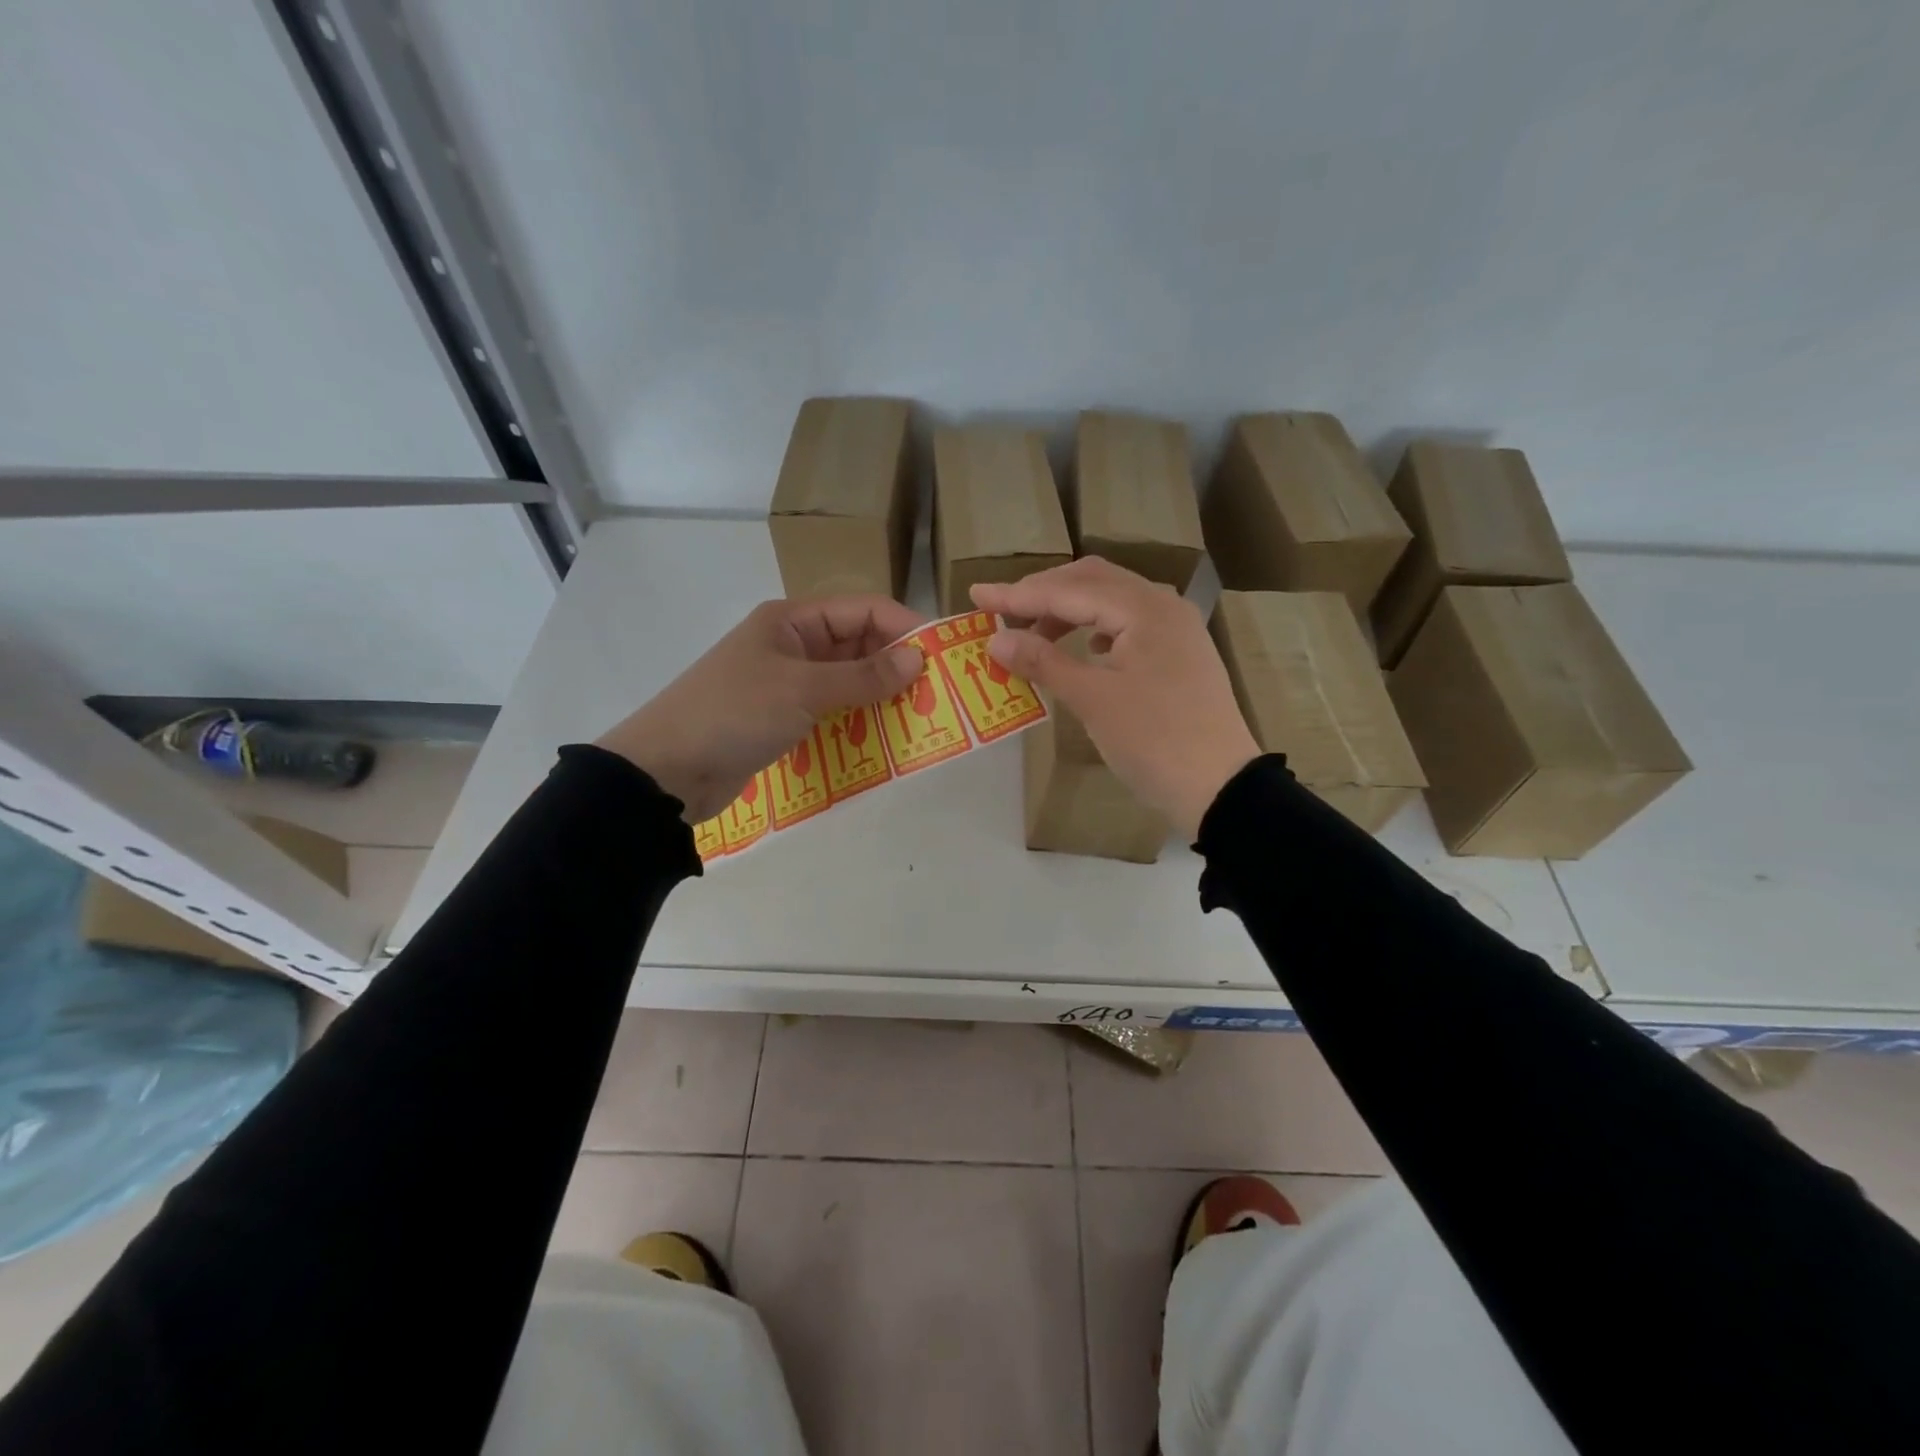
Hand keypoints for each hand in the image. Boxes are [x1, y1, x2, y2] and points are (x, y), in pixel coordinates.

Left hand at [596, 596, 926, 822]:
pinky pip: (833, 709)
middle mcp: (793, 644)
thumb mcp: (802, 690)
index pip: (863, 610)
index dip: (904, 628)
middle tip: (937, 693)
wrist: (666, 771)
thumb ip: (863, 676)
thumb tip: (918, 659)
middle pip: (859, 644)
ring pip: (848, 679)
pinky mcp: (784, 718)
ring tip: (920, 716)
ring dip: (880, 695)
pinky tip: (884, 736)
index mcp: (793, 619)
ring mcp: (788, 682)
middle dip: (897, 665)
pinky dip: (857, 718)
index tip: (942, 657)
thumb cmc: (734, 714)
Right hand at [972, 559, 1259, 837]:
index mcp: (1144, 609)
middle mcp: (1163, 606)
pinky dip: (1096, 628)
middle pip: (1093, 581)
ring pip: (1112, 601)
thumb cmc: (1155, 741)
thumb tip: (996, 640)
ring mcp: (1175, 629)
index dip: (1018, 594)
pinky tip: (1083, 648)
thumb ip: (1043, 662)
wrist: (1221, 788)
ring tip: (1035, 636)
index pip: (1069, 590)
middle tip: (1002, 610)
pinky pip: (1128, 624)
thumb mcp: (1093, 700)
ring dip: (1069, 610)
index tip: (976, 594)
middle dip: (1044, 593)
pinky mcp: (1179, 653)